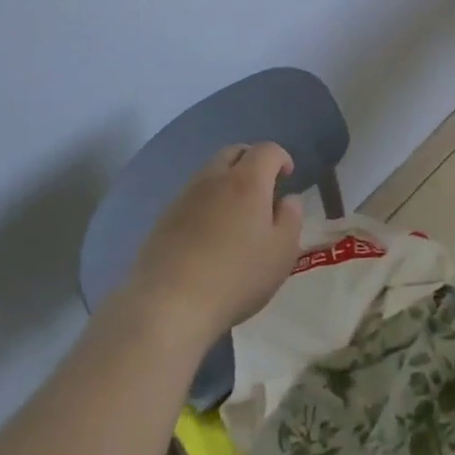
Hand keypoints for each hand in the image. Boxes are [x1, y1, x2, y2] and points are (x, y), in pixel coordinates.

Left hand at [124, 143, 303, 347]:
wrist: (168, 304)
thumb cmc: (236, 276)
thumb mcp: (282, 252)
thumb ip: (291, 219)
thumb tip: (289, 199)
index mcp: (247, 181)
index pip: (267, 150)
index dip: (281, 157)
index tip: (287, 176)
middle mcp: (214, 179)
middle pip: (234, 152)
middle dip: (252, 161)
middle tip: (263, 186)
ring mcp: (184, 197)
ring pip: (210, 172)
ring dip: (227, 180)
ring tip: (237, 213)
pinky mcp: (163, 219)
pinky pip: (191, 196)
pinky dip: (207, 202)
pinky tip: (209, 233)